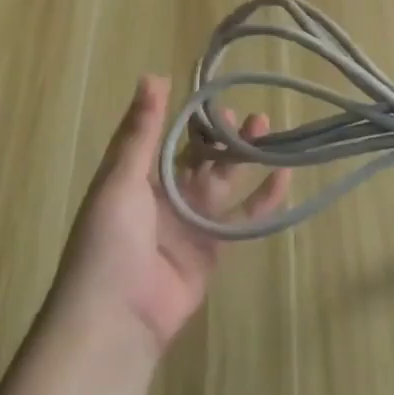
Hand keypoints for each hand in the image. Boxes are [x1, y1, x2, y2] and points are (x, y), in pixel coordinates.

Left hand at [54, 75, 290, 353]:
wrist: (115, 319)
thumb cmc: (109, 241)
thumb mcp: (120, 180)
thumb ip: (141, 131)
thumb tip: (154, 75)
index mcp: (137, 178)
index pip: (167, 137)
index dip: (190, 116)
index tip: (215, 93)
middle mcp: (165, 196)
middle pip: (200, 157)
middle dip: (223, 136)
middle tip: (251, 114)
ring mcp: (190, 223)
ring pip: (224, 181)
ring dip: (244, 157)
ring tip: (267, 129)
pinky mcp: (213, 249)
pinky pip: (242, 218)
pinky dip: (263, 198)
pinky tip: (284, 175)